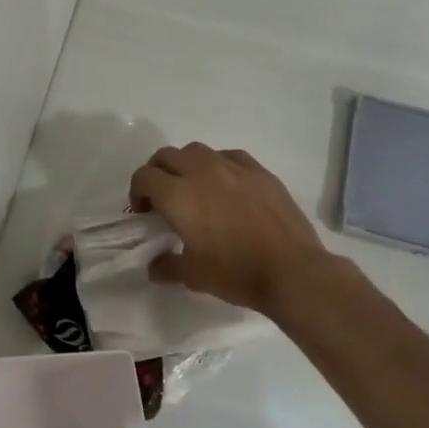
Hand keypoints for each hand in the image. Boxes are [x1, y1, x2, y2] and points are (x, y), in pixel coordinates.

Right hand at [129, 143, 331, 316]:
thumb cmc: (235, 273)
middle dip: (157, 173)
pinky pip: (229, 156)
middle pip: (167, 156)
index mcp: (178, 195)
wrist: (291, 270)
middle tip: (162, 198)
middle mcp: (202, 171)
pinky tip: (227, 186)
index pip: (144, 177)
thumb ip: (166, 266)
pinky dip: (218, 166)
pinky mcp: (259, 171)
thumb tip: (154, 266)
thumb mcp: (193, 276)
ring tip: (194, 189)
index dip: (137, 192)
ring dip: (186, 165)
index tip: (143, 212)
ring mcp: (233, 167)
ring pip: (197, 151)